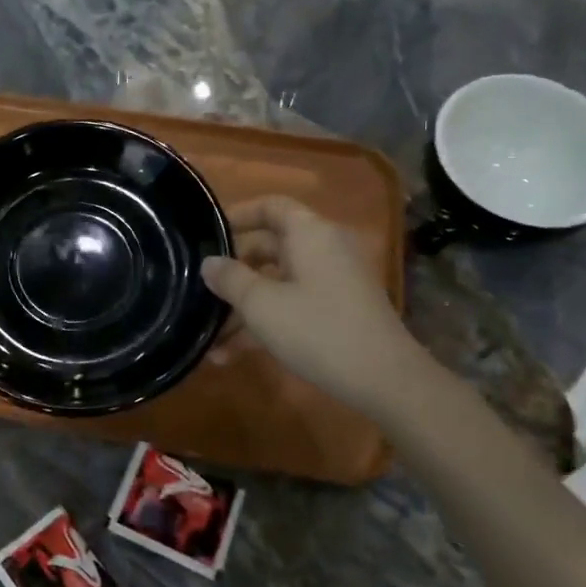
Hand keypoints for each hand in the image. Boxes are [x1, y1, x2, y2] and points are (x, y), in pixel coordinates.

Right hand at [201, 196, 418, 415]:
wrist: (385, 380)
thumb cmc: (317, 329)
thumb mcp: (262, 304)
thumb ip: (230, 279)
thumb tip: (209, 262)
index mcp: (310, 233)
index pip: (271, 206)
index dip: (238, 215)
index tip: (207, 235)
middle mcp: (324, 249)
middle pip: (270, 247)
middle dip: (233, 271)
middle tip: (200, 290)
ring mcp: (333, 283)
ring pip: (277, 283)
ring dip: (243, 308)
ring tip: (208, 337)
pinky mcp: (337, 312)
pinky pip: (292, 306)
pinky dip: (265, 323)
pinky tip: (230, 356)